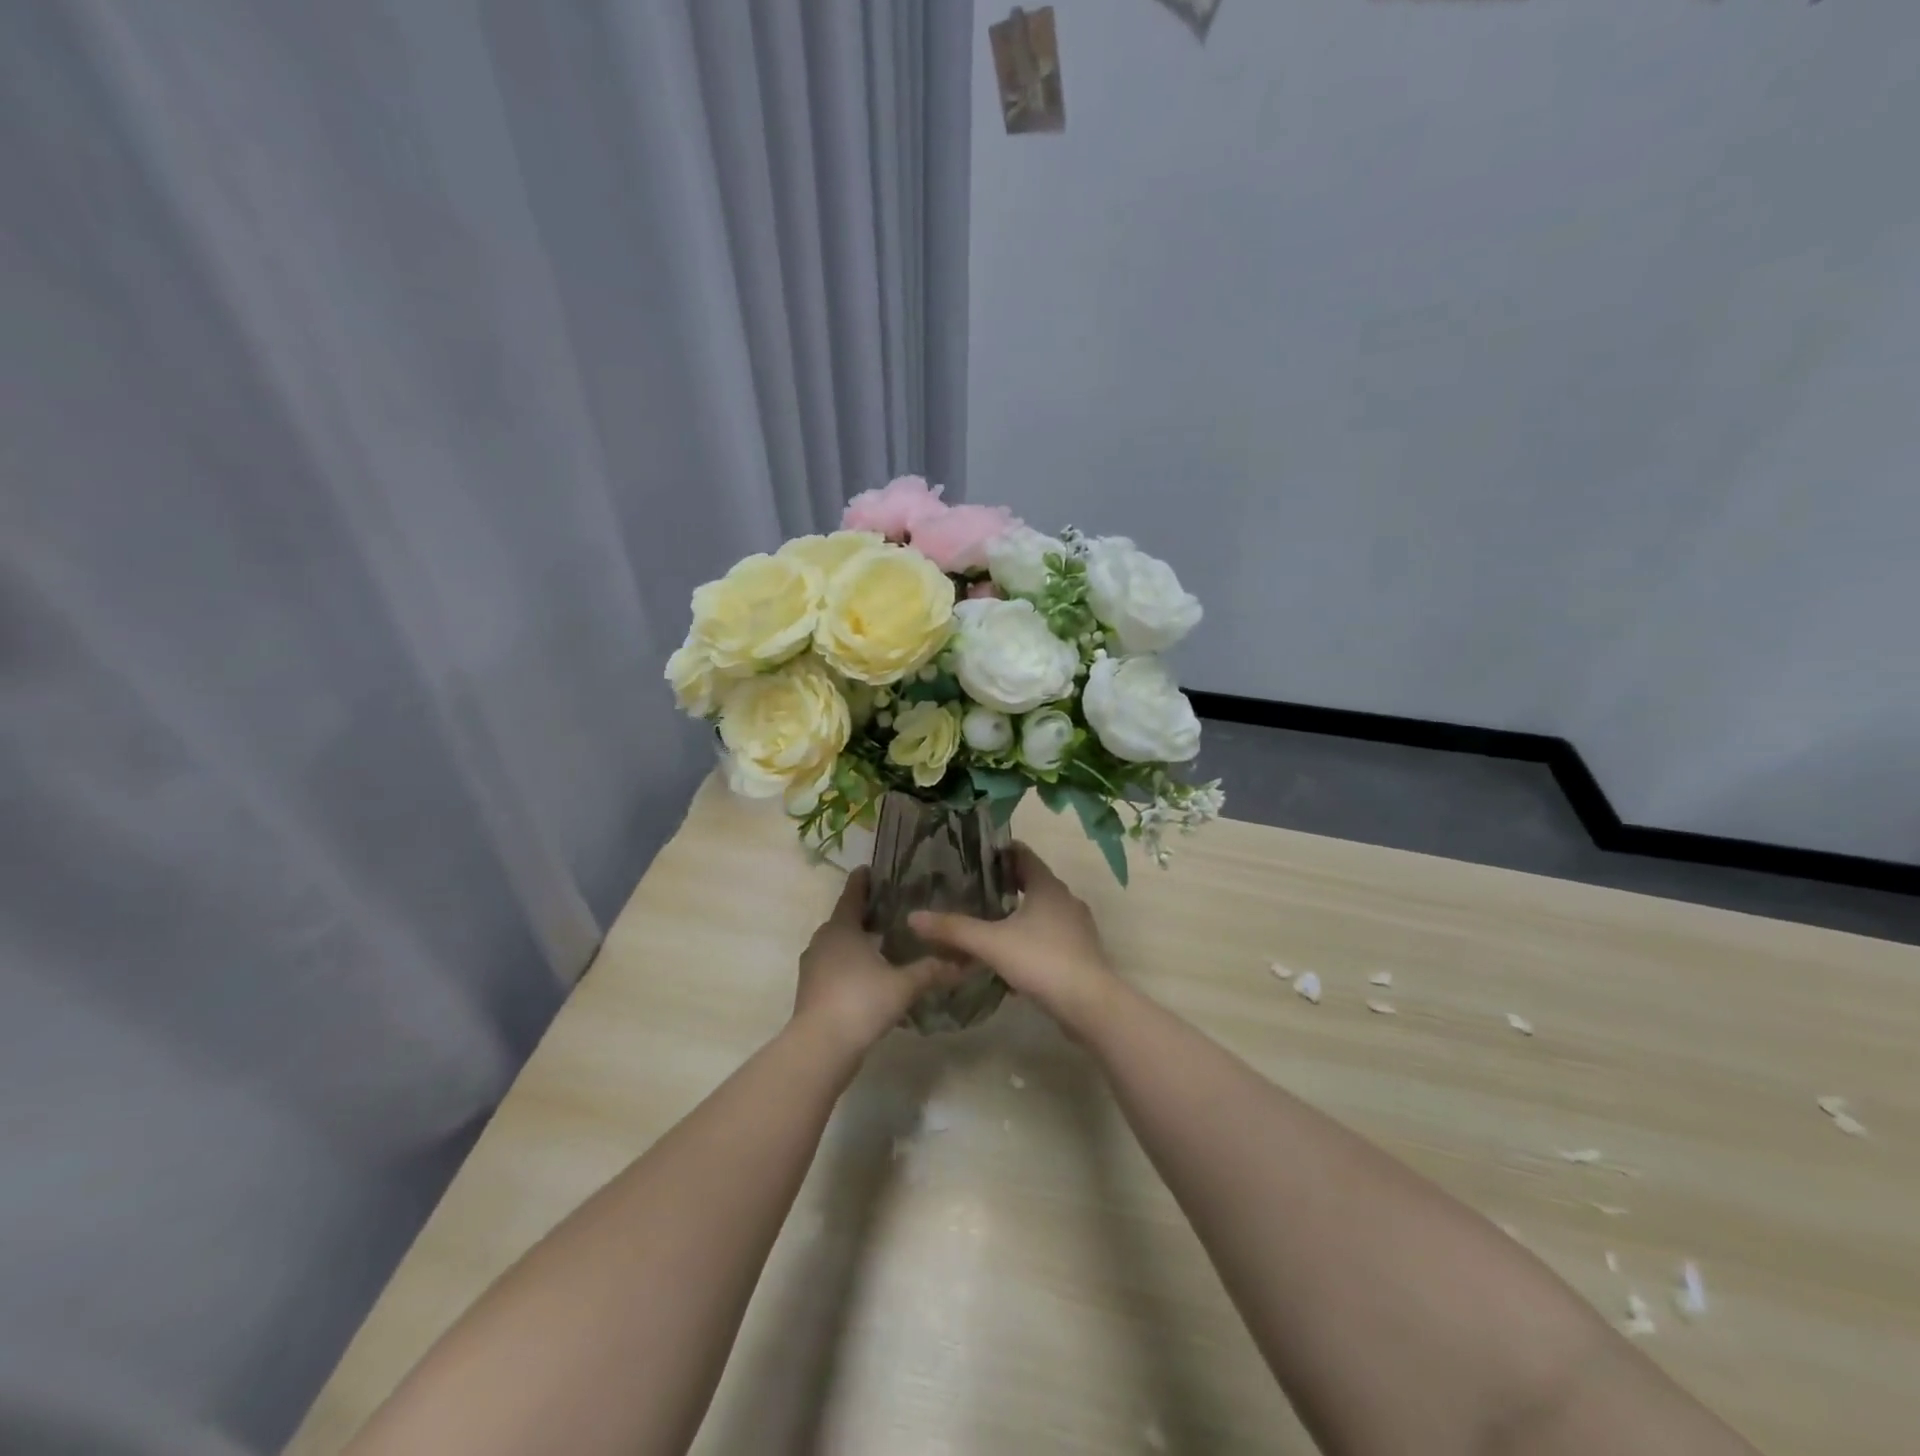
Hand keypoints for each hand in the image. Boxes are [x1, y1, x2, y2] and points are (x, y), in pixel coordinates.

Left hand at [794, 868, 958, 1057]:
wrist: (820, 1046)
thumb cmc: (861, 1001)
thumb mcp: (903, 985)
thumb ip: (931, 970)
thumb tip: (963, 962)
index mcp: (842, 929)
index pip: (852, 895)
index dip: (861, 882)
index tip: (869, 870)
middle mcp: (823, 941)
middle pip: (843, 920)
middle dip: (862, 913)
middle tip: (887, 908)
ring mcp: (813, 967)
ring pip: (836, 945)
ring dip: (855, 941)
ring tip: (881, 942)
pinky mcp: (811, 990)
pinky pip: (832, 966)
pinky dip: (848, 964)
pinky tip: (868, 975)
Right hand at [909, 844, 1115, 1028]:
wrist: (1090, 1005)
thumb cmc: (1042, 960)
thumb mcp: (991, 943)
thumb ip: (953, 929)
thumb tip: (913, 917)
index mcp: (1047, 887)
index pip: (1023, 854)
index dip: (1000, 851)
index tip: (975, 855)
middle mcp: (1065, 900)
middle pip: (1032, 882)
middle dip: (1005, 884)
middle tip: (973, 888)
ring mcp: (1076, 928)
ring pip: (1042, 911)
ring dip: (1018, 913)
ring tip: (988, 921)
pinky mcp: (1080, 954)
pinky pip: (1049, 936)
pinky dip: (1030, 938)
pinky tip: (1010, 956)